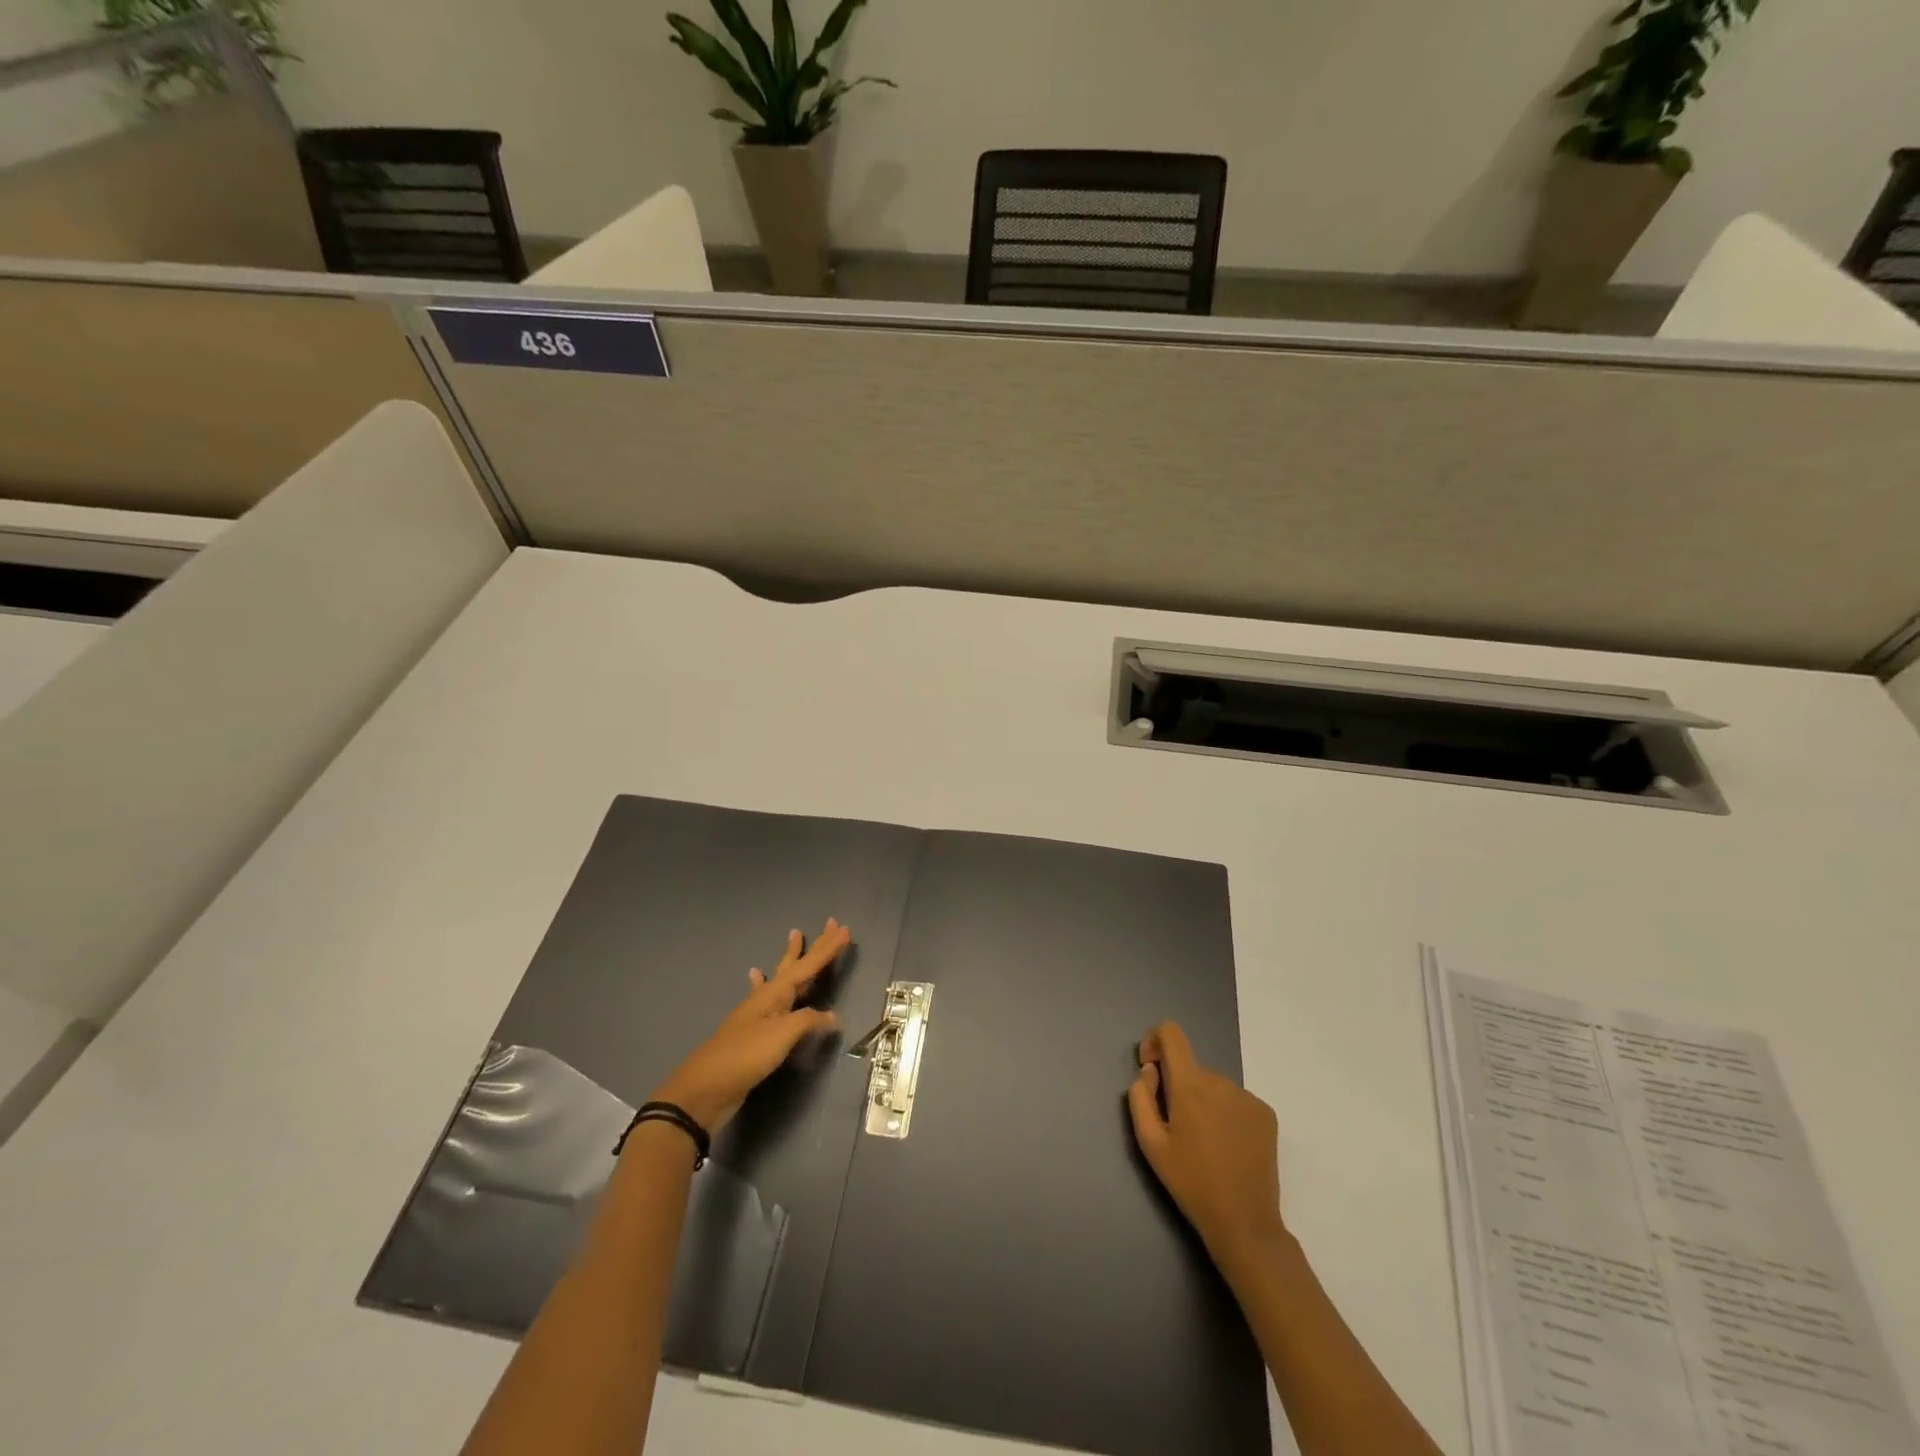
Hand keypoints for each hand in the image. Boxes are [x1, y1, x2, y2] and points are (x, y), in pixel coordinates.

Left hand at [648, 919, 850, 1135]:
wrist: (706, 1088)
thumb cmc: (747, 1055)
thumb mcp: (782, 1035)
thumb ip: (809, 1021)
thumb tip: (833, 1016)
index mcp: (776, 993)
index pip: (808, 965)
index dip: (828, 949)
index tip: (845, 929)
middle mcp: (767, 997)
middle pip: (795, 965)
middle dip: (814, 946)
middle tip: (829, 923)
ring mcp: (757, 1013)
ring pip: (780, 977)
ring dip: (790, 958)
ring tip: (794, 936)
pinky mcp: (752, 1030)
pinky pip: (764, 997)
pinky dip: (763, 983)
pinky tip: (756, 976)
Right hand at [1127, 1022, 1286, 1266]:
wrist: (1244, 1223)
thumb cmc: (1191, 1183)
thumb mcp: (1150, 1144)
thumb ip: (1140, 1097)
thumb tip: (1151, 1072)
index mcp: (1190, 1085)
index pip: (1172, 1033)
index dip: (1155, 1040)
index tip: (1151, 1070)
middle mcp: (1221, 1081)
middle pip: (1191, 1067)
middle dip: (1179, 1086)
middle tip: (1177, 1128)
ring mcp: (1247, 1096)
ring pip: (1213, 1085)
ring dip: (1203, 1101)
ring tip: (1205, 1143)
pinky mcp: (1266, 1113)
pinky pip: (1235, 1100)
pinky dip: (1225, 1113)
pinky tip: (1227, 1146)